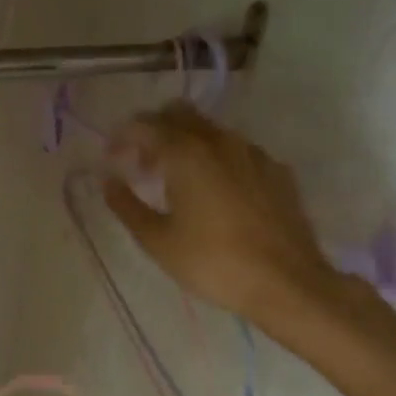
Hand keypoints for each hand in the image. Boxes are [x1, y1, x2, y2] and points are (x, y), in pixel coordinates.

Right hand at [104, 103, 340, 331]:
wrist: (288, 283)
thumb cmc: (212, 262)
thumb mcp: (157, 240)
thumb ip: (126, 205)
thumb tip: (108, 180)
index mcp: (185, 153)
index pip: (144, 124)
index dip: (122, 137)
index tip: (112, 159)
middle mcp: (219, 141)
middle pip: (178, 113)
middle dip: (154, 131)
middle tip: (142, 165)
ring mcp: (253, 153)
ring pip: (209, 129)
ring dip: (185, 143)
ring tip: (176, 181)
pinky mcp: (276, 170)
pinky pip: (236, 150)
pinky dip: (215, 158)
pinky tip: (214, 193)